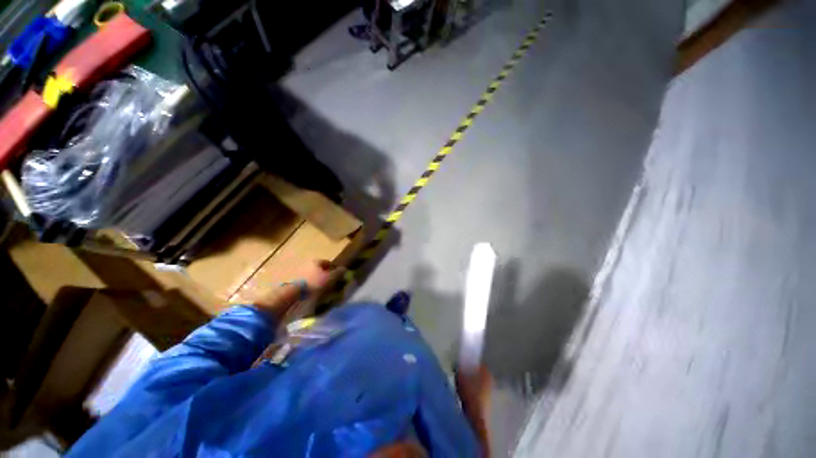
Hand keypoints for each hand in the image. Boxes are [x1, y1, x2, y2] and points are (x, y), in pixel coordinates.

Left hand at [248, 260, 345, 318]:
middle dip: (324, 275)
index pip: (327, 262)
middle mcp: (305, 265)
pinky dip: (308, 289)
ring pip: (310, 277)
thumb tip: (345, 268)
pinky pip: (304, 285)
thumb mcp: (329, 279)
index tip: (338, 276)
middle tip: (331, 284)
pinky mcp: (291, 284)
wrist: (290, 296)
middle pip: (318, 269)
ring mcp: (297, 274)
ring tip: (321, 292)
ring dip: (316, 282)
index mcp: (315, 262)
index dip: (334, 268)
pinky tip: (311, 296)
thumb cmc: (313, 285)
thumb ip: (338, 273)